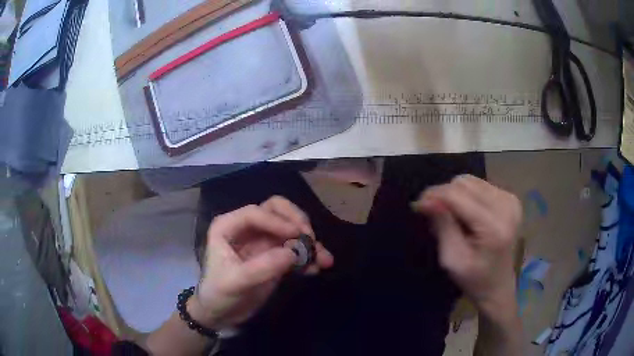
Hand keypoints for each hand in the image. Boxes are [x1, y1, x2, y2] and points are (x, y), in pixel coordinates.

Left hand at [190, 196, 333, 328]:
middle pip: (276, 210)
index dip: (278, 221)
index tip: (298, 235)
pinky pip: (295, 249)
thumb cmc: (219, 294)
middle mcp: (247, 228)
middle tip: (310, 238)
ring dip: (308, 241)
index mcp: (229, 226)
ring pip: (290, 229)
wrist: (222, 314)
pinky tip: (316, 268)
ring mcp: (263, 242)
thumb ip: (262, 267)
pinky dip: (308, 256)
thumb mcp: (235, 282)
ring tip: (324, 259)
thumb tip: (294, 253)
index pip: (256, 213)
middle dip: (296, 221)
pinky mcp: (275, 256)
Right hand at [413, 175, 521, 313]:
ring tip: (451, 215)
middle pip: (464, 183)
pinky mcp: (510, 198)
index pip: (458, 195)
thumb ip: (442, 226)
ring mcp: (510, 200)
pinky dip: (467, 195)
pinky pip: (480, 185)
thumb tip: (426, 200)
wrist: (498, 285)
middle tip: (433, 214)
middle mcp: (506, 206)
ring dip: (455, 194)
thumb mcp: (452, 259)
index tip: (417, 205)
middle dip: (444, 195)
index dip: (434, 196)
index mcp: (494, 226)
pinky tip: (466, 213)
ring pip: (471, 181)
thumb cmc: (474, 279)